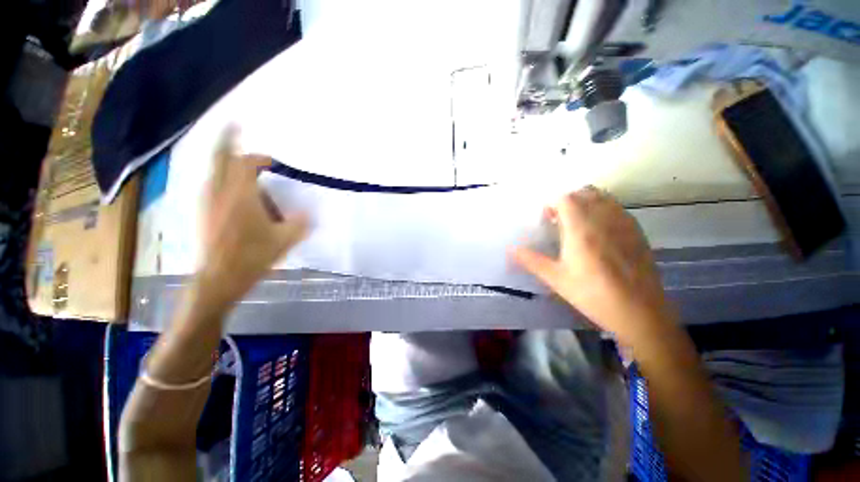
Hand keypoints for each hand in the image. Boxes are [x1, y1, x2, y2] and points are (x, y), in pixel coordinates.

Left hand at [198, 138, 308, 304]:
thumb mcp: (285, 240)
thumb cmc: (252, 256)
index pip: (244, 162)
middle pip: (220, 156)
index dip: (258, 157)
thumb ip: (301, 222)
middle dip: (228, 141)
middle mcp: (219, 192)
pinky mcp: (204, 211)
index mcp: (240, 195)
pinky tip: (239, 194)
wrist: (218, 278)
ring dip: (230, 164)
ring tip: (248, 173)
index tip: (272, 161)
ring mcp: (207, 200)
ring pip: (215, 170)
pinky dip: (224, 179)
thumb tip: (309, 211)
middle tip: (236, 130)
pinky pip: (213, 184)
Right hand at [511, 186, 671, 345]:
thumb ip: (531, 260)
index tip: (547, 219)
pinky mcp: (637, 231)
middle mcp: (603, 219)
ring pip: (603, 197)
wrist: (639, 312)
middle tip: (560, 221)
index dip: (553, 203)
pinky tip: (599, 232)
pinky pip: (617, 208)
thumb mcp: (556, 279)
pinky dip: (603, 210)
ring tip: (578, 223)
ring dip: (587, 202)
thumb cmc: (592, 294)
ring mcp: (624, 223)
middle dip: (569, 201)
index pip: (566, 198)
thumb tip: (511, 249)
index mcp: (581, 229)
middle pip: (585, 192)